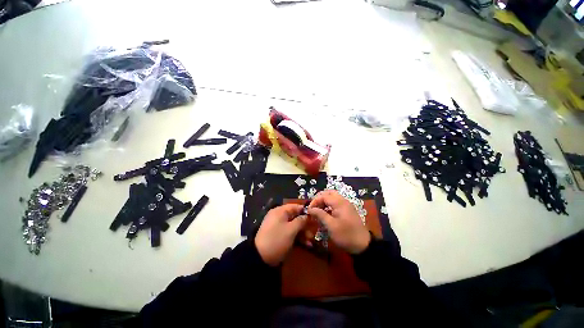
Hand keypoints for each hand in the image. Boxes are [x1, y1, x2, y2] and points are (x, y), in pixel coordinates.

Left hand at [255, 204, 307, 266]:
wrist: (260, 258)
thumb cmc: (277, 240)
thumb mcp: (291, 230)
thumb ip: (301, 221)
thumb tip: (308, 215)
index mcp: (280, 211)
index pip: (296, 206)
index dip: (306, 211)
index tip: (315, 217)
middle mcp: (279, 216)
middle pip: (295, 216)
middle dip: (305, 224)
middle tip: (313, 233)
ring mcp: (278, 225)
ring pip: (293, 225)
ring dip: (303, 232)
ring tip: (310, 241)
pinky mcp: (278, 234)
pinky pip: (289, 231)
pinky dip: (297, 236)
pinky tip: (305, 244)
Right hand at [308, 190, 370, 253]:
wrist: (363, 245)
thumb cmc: (345, 235)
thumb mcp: (331, 226)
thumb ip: (320, 215)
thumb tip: (310, 209)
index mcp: (339, 203)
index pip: (324, 196)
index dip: (315, 201)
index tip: (309, 210)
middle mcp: (343, 200)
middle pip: (328, 193)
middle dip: (319, 198)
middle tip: (313, 207)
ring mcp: (346, 205)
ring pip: (332, 197)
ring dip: (324, 201)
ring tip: (317, 210)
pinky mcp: (347, 210)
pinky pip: (336, 202)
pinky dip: (329, 205)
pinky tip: (325, 213)